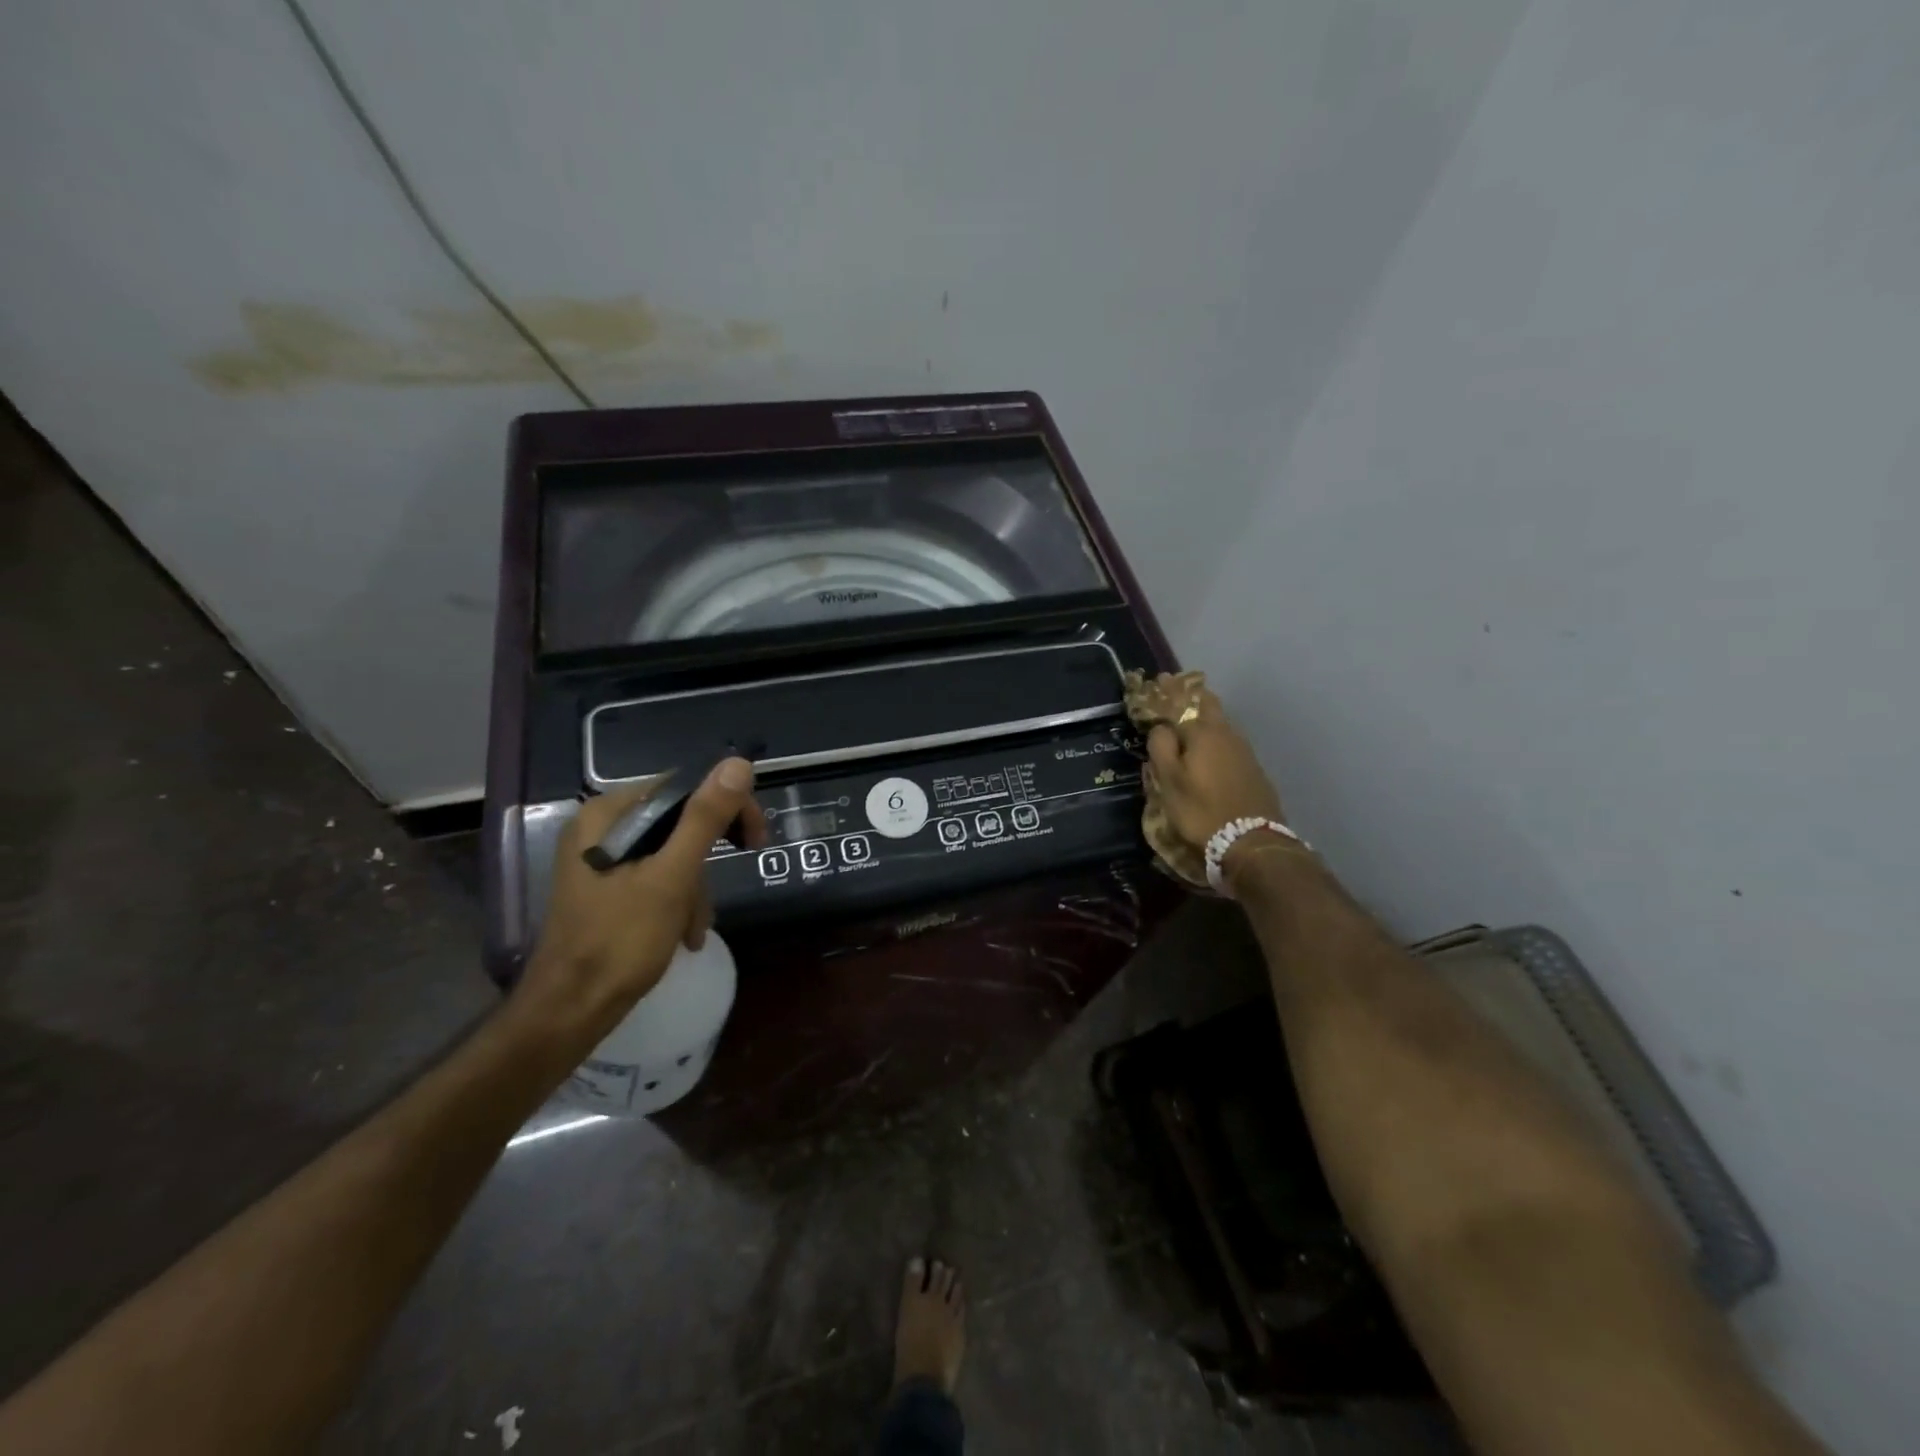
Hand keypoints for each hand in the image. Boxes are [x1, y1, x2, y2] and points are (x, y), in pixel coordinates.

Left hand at [516, 758, 766, 1045]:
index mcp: (608, 815)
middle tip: (724, 888)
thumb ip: (704, 819)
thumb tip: (737, 763)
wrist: (570, 1011)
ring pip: (672, 854)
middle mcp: (602, 829)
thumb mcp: (671, 877)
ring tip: (692, 929)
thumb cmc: (619, 941)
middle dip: (704, 862)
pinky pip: (658, 877)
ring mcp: (603, 860)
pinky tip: (682, 935)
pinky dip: (677, 902)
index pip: (683, 787)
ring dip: (693, 890)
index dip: (726, 808)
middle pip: (678, 822)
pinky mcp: (608, 888)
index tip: (755, 842)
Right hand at [1144, 682, 1294, 880]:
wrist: (1252, 842)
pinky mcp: (1253, 768)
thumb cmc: (1201, 810)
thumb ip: (1161, 749)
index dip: (1167, 691)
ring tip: (1188, 715)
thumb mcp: (1169, 783)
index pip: (1181, 701)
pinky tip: (1209, 745)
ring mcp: (1244, 750)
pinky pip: (1229, 741)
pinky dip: (1215, 735)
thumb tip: (1161, 727)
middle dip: (1189, 695)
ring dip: (1204, 714)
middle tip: (1172, 690)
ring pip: (1221, 722)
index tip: (1157, 680)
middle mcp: (1226, 733)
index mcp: (1202, 732)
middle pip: (1208, 704)